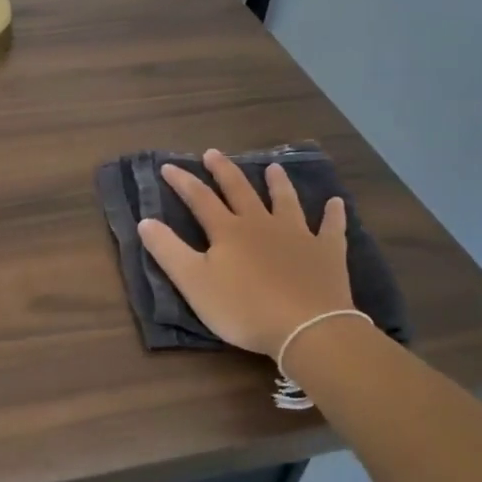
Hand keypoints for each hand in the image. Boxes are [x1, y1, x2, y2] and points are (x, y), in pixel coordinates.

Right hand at [138, 150, 354, 357]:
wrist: (306, 328)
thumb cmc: (243, 308)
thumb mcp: (194, 283)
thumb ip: (168, 251)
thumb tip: (145, 220)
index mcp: (228, 231)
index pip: (199, 199)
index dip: (182, 182)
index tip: (168, 166)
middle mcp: (261, 224)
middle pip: (240, 191)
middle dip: (224, 171)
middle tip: (213, 153)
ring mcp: (297, 235)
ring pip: (285, 201)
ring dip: (278, 184)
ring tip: (273, 168)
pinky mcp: (326, 252)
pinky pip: (331, 228)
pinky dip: (333, 214)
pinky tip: (336, 203)